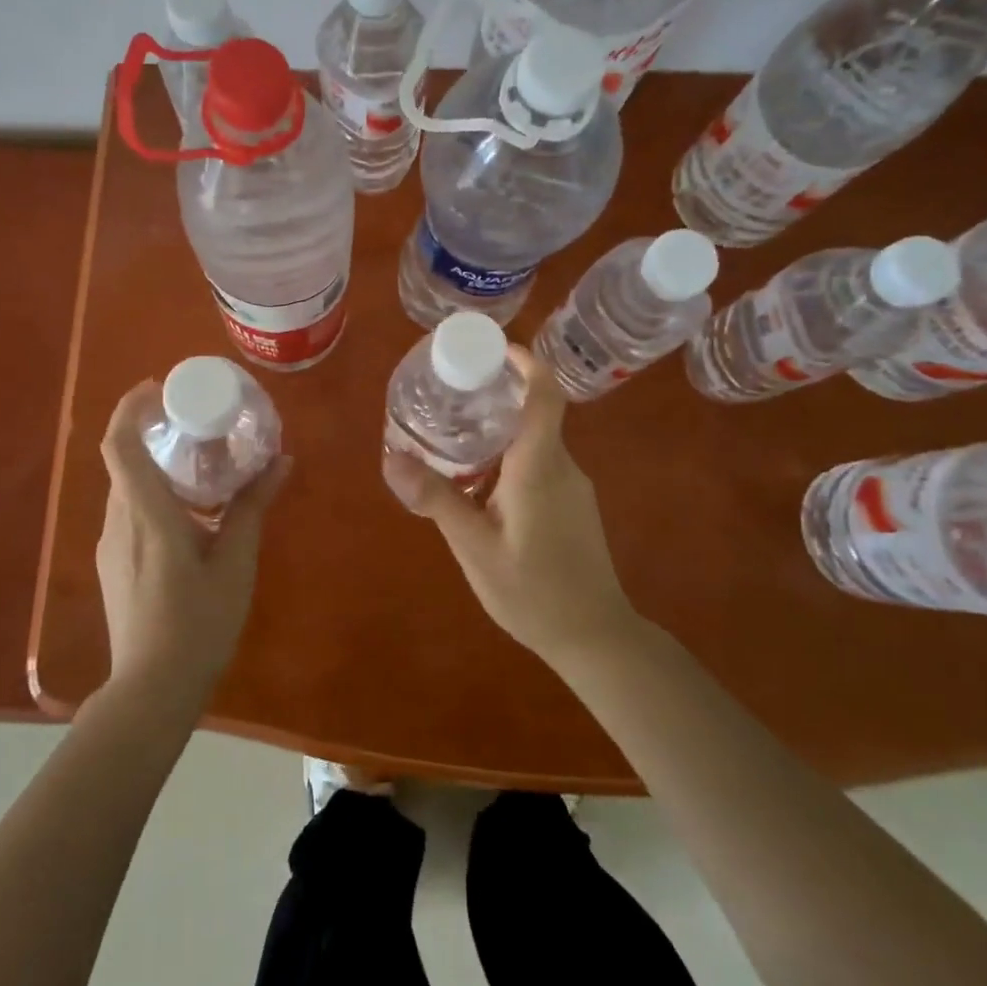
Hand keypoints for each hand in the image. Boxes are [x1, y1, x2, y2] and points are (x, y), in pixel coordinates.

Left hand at [96, 381, 290, 705]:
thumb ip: (253, 506)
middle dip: (151, 432)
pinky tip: (187, 512)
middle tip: (193, 421)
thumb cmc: (197, 622)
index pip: (119, 444)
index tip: (157, 387)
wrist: (151, 691)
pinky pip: (128, 512)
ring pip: (126, 487)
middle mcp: (118, 521)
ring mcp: (110, 545)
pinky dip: (152, 493)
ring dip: (154, 465)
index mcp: (146, 514)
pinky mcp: (112, 565)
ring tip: (197, 463)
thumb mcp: (235, 561)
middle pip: (123, 460)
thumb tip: (281, 461)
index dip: (130, 407)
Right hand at [383, 346, 638, 666]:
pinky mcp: (573, 503)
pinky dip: (510, 455)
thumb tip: (391, 457)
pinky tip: (480, 482)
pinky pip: (540, 461)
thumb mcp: (475, 548)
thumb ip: (437, 500)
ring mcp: (572, 485)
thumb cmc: (534, 591)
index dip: (525, 362)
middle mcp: (562, 465)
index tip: (492, 348)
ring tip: (455, 437)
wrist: (595, 637)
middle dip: (496, 395)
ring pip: (535, 439)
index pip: (545, 395)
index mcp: (539, 466)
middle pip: (534, 411)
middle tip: (450, 393)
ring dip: (500, 429)